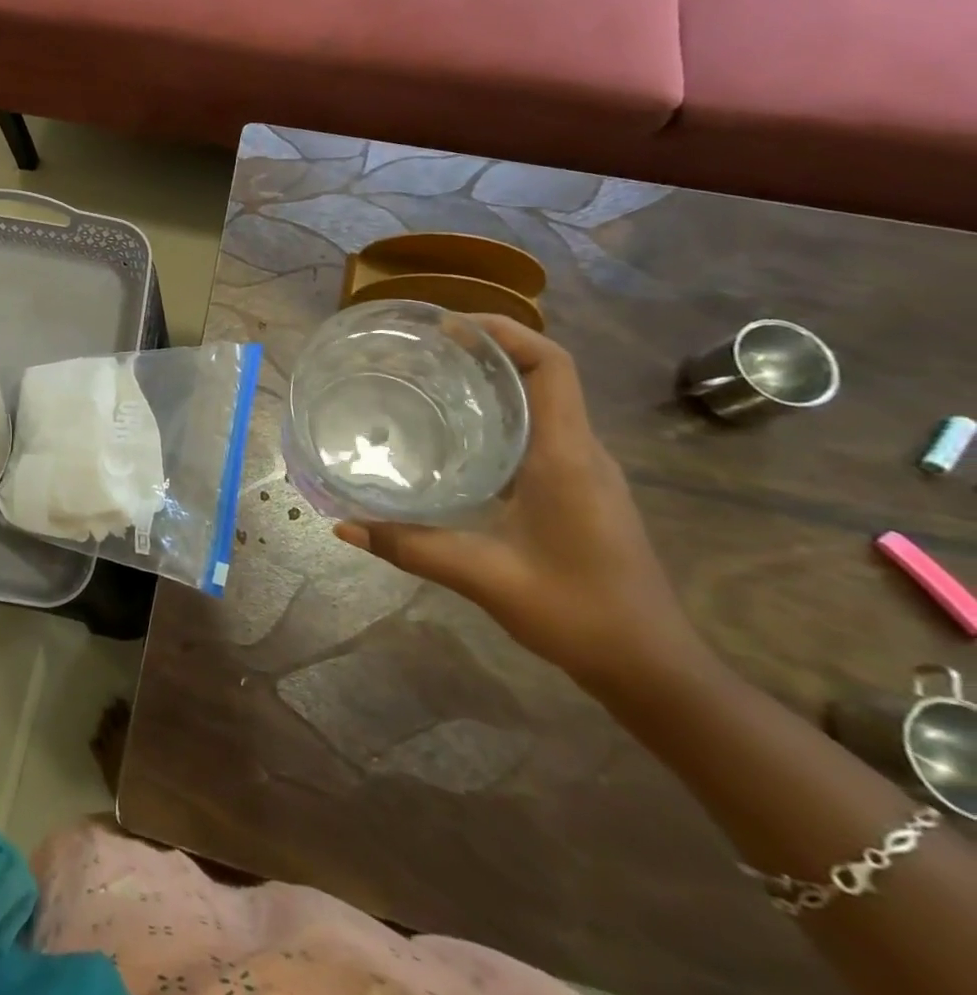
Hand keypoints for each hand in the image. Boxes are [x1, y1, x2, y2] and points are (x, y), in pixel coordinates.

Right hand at [334, 316, 700, 692]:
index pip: (550, 366)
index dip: (504, 332)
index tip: (447, 326)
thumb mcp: (484, 577)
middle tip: (423, 349)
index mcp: (565, 456)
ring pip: (542, 401)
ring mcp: (585, 471)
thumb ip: (410, 546)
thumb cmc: (578, 612)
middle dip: (488, 348)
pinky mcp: (580, 489)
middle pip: (544, 373)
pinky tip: (456, 437)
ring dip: (494, 380)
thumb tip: (343, 523)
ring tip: (430, 380)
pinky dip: (499, 415)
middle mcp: (581, 451)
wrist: (652, 668)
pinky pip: (539, 430)